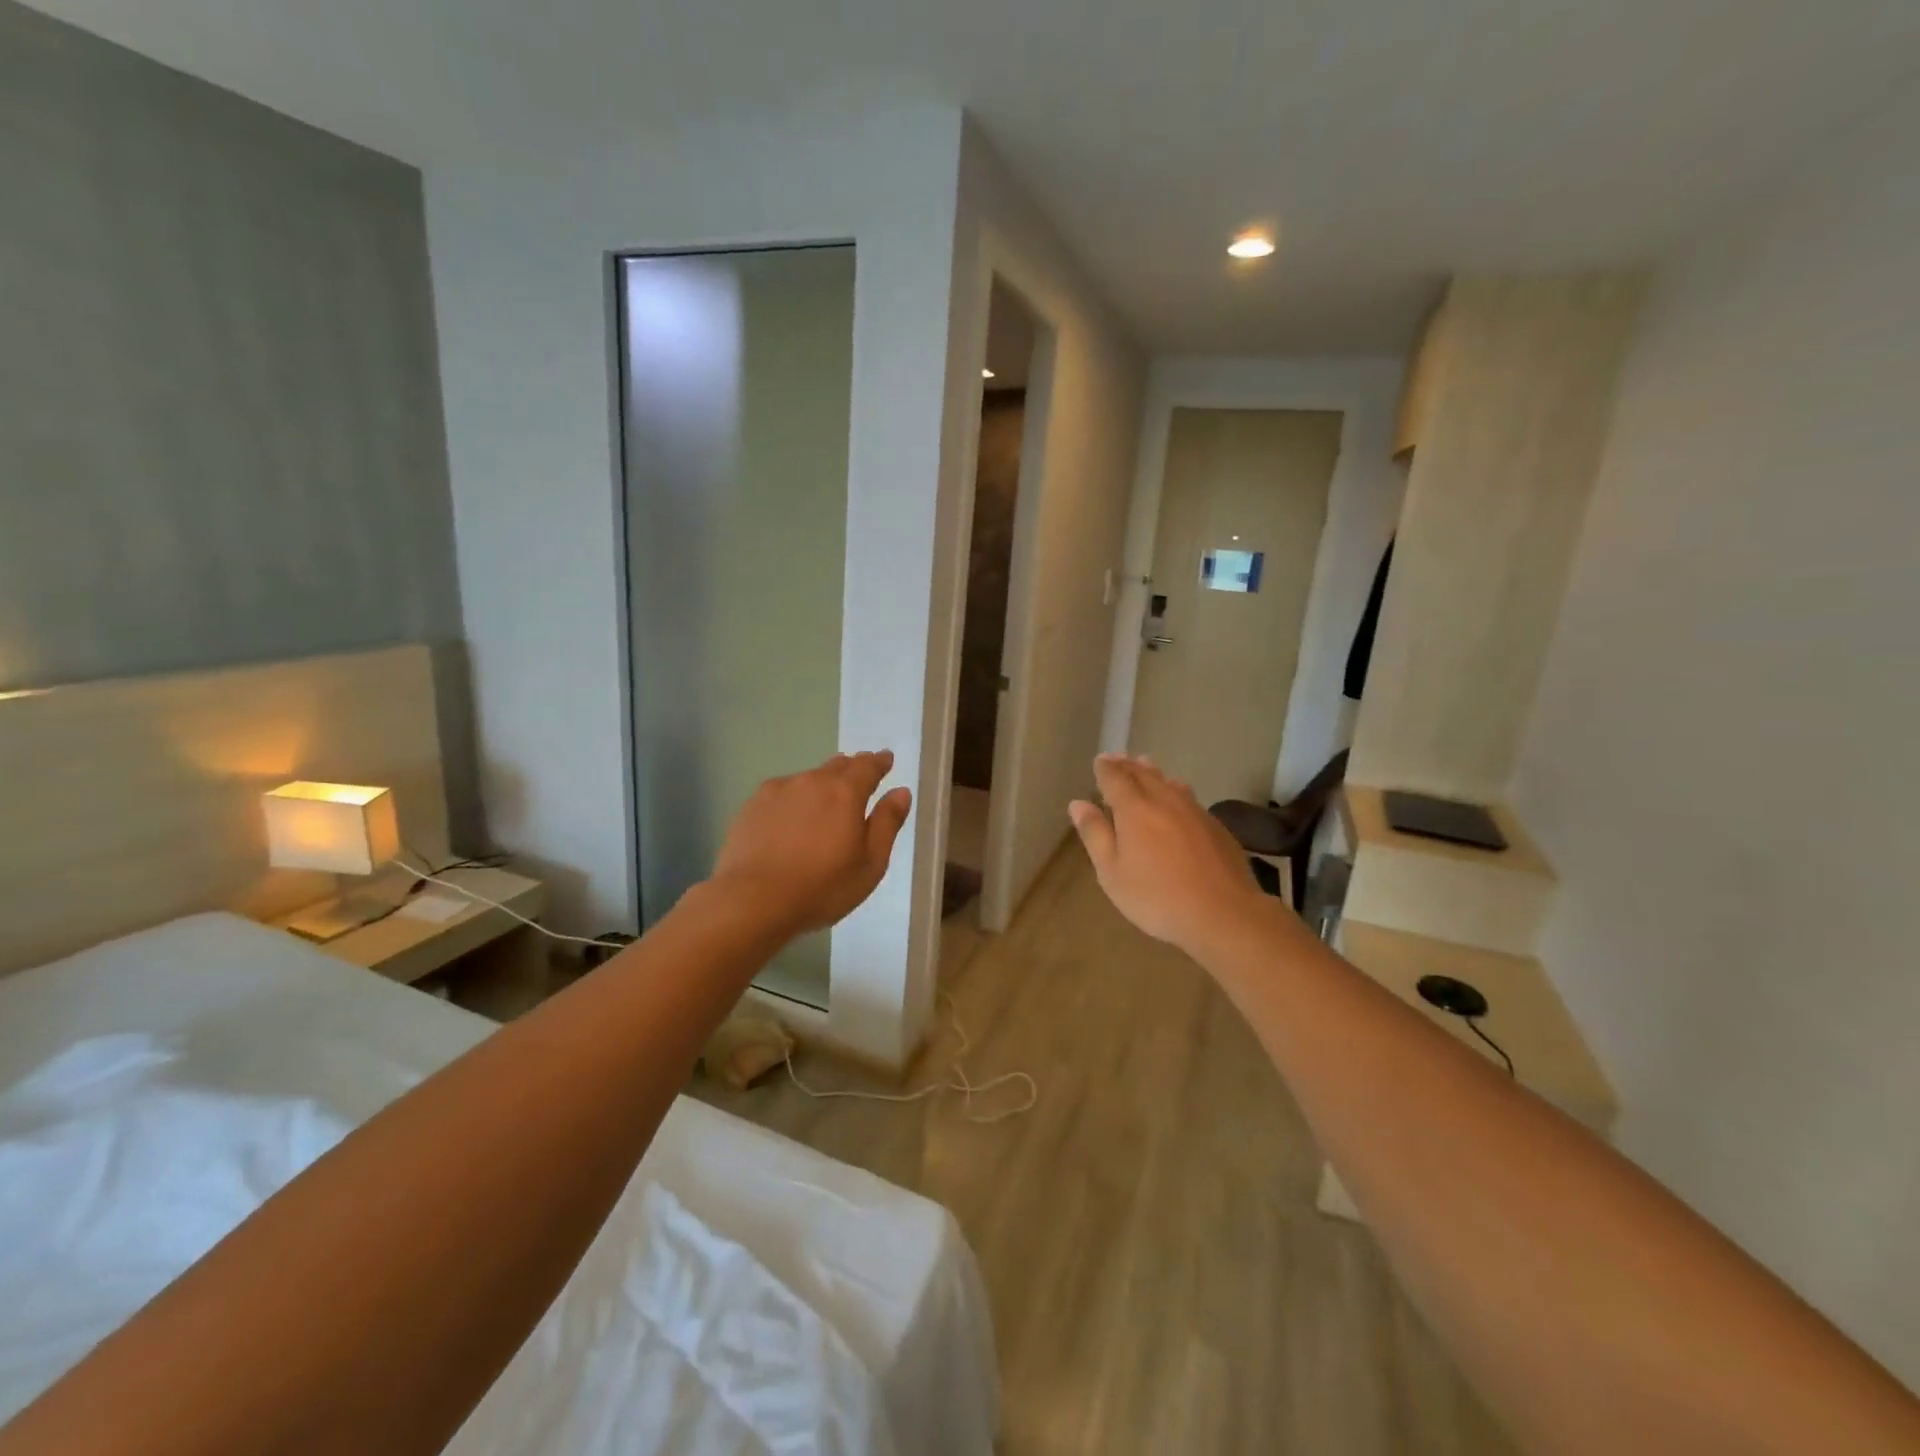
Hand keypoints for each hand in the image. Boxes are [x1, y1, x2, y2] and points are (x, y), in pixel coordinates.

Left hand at [710, 751, 912, 936]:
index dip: (879, 762)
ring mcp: (778, 791)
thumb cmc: (822, 887)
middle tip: (859, 775)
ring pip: (807, 779)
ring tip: (823, 801)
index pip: (867, 766)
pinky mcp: (751, 806)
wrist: (753, 901)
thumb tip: (901, 791)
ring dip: (820, 785)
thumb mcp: (870, 863)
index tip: (885, 759)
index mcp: (845, 792)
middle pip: (836, 766)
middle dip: (851, 769)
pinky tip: (790, 819)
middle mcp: (812, 781)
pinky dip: (793, 800)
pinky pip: (781, 794)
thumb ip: (887, 823)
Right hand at [1069, 754, 1271, 955]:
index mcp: (1134, 808)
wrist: (1223, 913)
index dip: (1105, 768)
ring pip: (1169, 782)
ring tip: (1146, 765)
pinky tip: (1178, 796)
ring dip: (1153, 773)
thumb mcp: (1112, 872)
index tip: (1099, 761)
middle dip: (1128, 765)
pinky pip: (1189, 797)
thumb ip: (1095, 834)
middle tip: (1118, 758)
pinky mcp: (1216, 826)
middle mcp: (1165, 800)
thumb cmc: (1156, 896)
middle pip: (1143, 774)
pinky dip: (1176, 789)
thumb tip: (1078, 804)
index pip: (1115, 778)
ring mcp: (1194, 811)